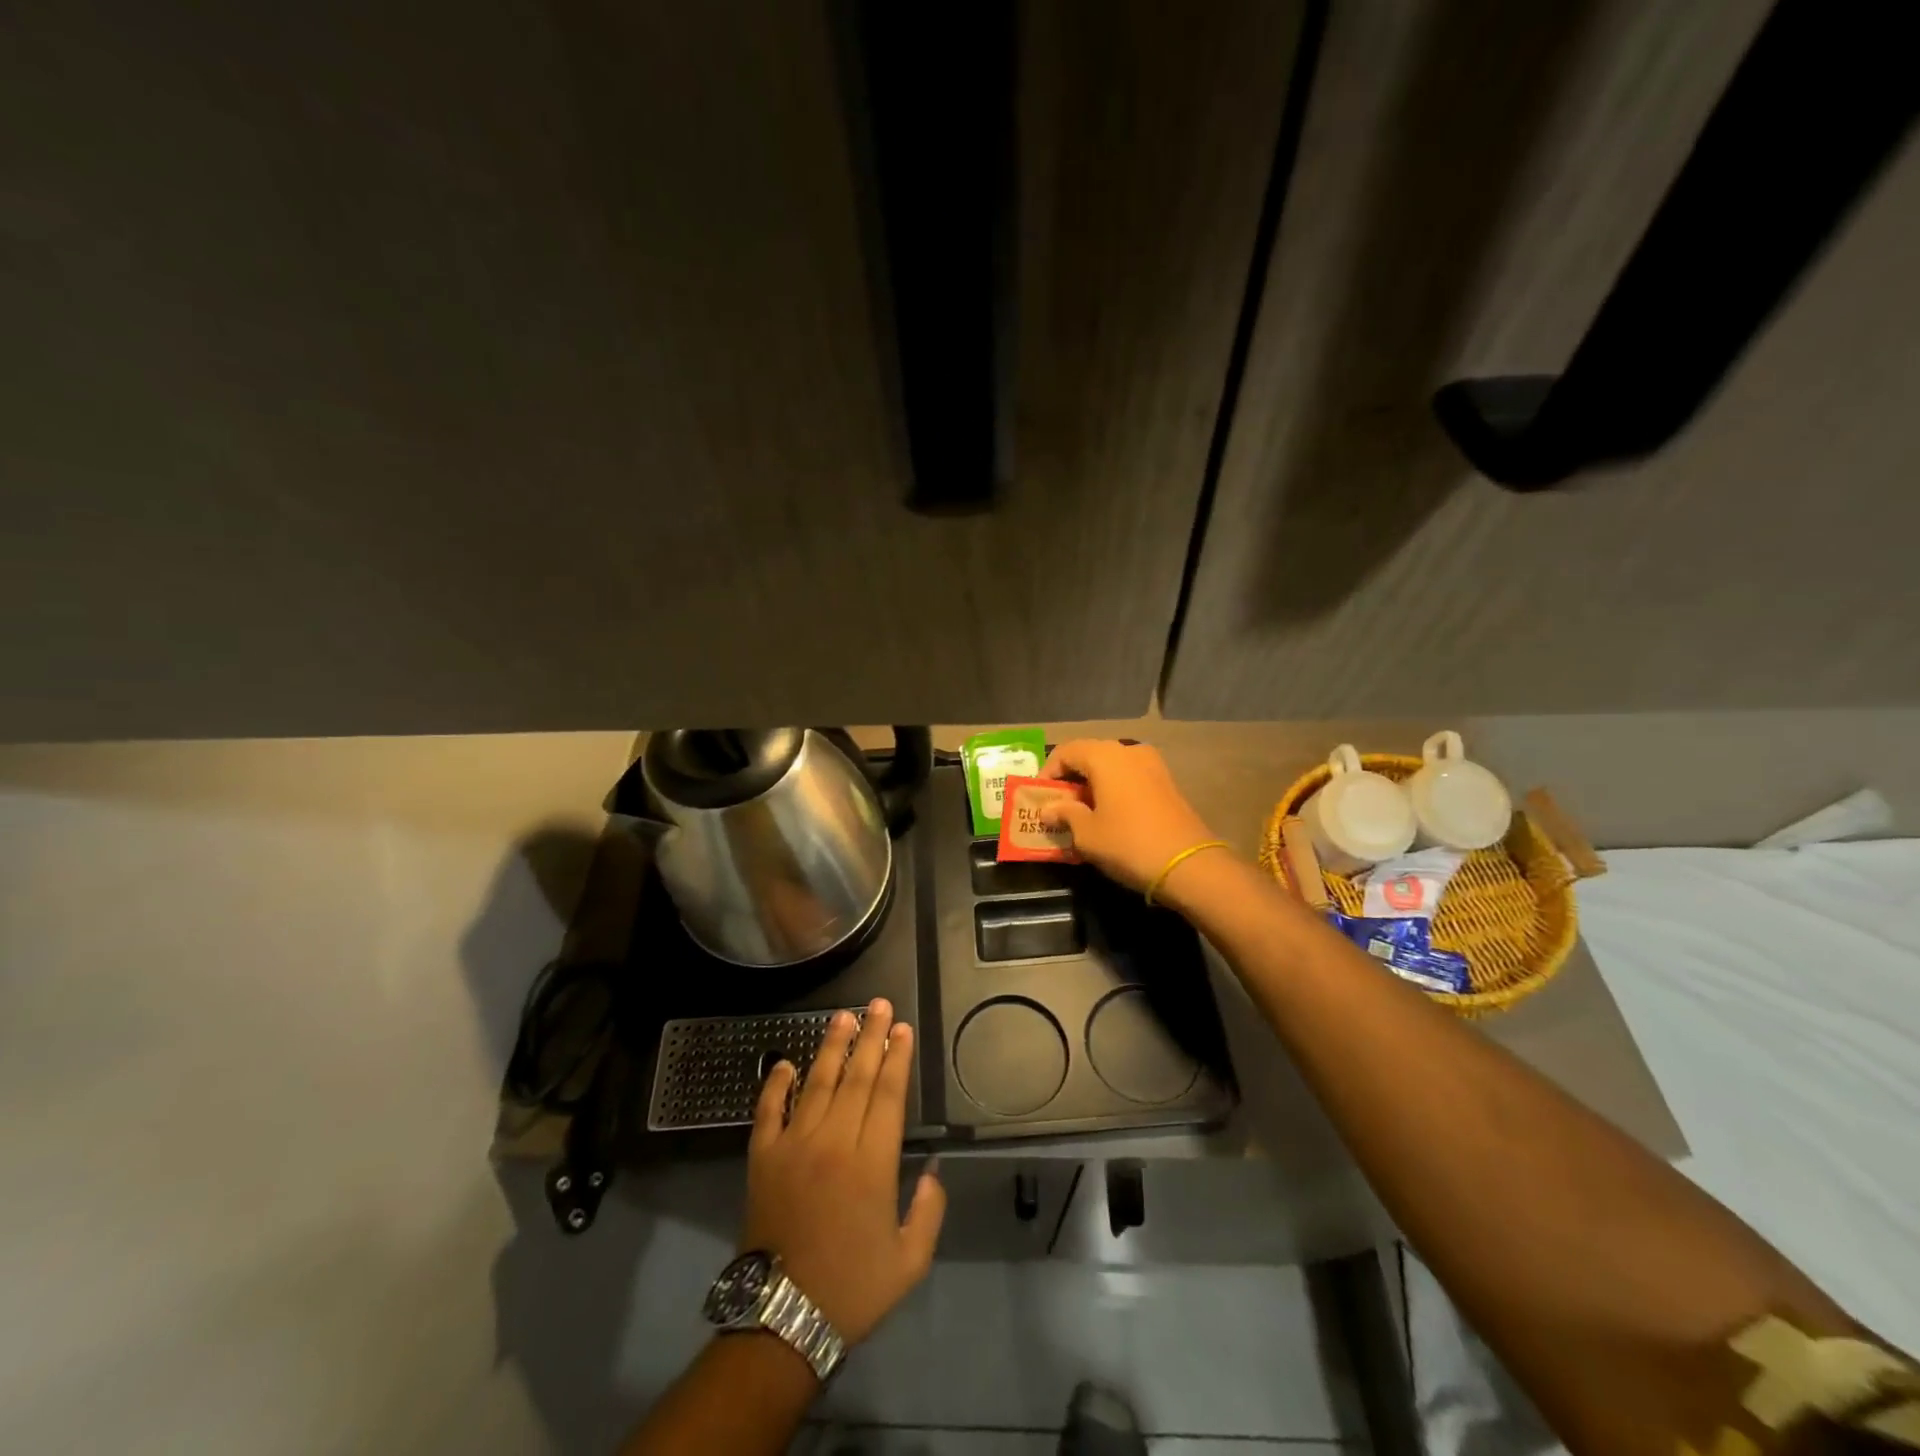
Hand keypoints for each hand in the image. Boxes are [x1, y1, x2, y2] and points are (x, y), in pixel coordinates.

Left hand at [742, 998, 945, 1345]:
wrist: (781, 1319)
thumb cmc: (851, 1288)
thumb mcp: (909, 1261)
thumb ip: (929, 1211)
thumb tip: (933, 1170)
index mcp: (872, 1163)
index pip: (888, 1094)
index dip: (897, 1058)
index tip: (903, 1029)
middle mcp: (834, 1141)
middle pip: (856, 1077)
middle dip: (871, 1037)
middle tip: (879, 1004)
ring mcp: (794, 1145)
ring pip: (817, 1083)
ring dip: (832, 1047)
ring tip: (843, 1017)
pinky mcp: (763, 1157)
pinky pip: (769, 1110)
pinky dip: (776, 1084)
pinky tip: (785, 1062)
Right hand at [1037, 739, 1221, 893]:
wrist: (1188, 865)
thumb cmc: (1128, 843)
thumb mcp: (1086, 833)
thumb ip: (1064, 814)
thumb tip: (1048, 809)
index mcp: (1105, 756)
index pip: (1066, 752)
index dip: (1048, 773)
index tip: (1039, 798)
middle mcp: (1129, 751)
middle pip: (1090, 756)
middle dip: (1070, 779)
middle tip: (1057, 806)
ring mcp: (1152, 765)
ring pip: (1111, 767)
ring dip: (1092, 785)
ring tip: (1081, 813)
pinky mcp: (1167, 783)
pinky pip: (1130, 778)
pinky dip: (1113, 790)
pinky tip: (1108, 816)